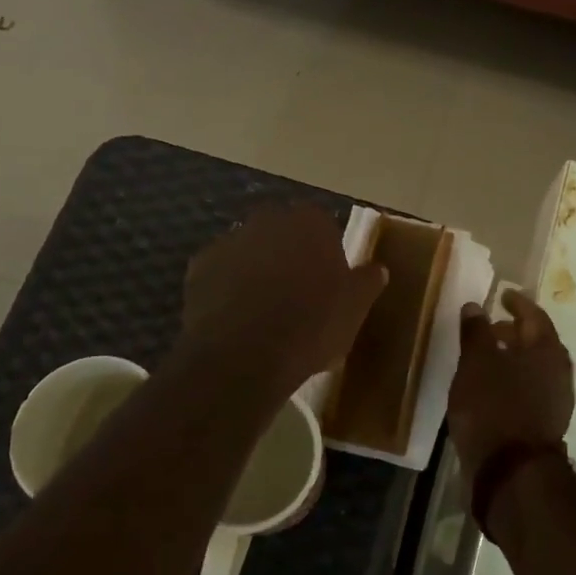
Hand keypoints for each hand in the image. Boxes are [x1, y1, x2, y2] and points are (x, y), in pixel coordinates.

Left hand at [178, 203, 388, 399]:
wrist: (244, 355)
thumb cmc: (311, 326)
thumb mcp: (355, 309)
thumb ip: (367, 282)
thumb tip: (377, 269)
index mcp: (310, 223)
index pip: (323, 228)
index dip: (325, 255)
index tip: (328, 284)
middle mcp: (268, 220)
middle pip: (283, 235)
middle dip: (289, 256)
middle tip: (297, 296)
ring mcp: (229, 240)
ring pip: (250, 252)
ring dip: (257, 271)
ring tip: (263, 313)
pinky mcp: (199, 266)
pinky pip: (221, 274)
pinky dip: (228, 289)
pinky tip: (236, 319)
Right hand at [447, 288, 574, 485]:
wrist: (510, 472)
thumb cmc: (493, 407)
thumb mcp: (476, 363)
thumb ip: (476, 332)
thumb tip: (476, 306)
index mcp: (547, 350)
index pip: (535, 315)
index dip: (518, 303)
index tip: (503, 294)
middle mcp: (558, 372)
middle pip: (537, 342)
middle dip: (514, 331)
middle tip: (490, 326)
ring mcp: (555, 400)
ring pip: (533, 368)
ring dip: (512, 357)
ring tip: (485, 357)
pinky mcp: (544, 423)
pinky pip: (529, 389)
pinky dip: (512, 380)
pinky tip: (490, 387)